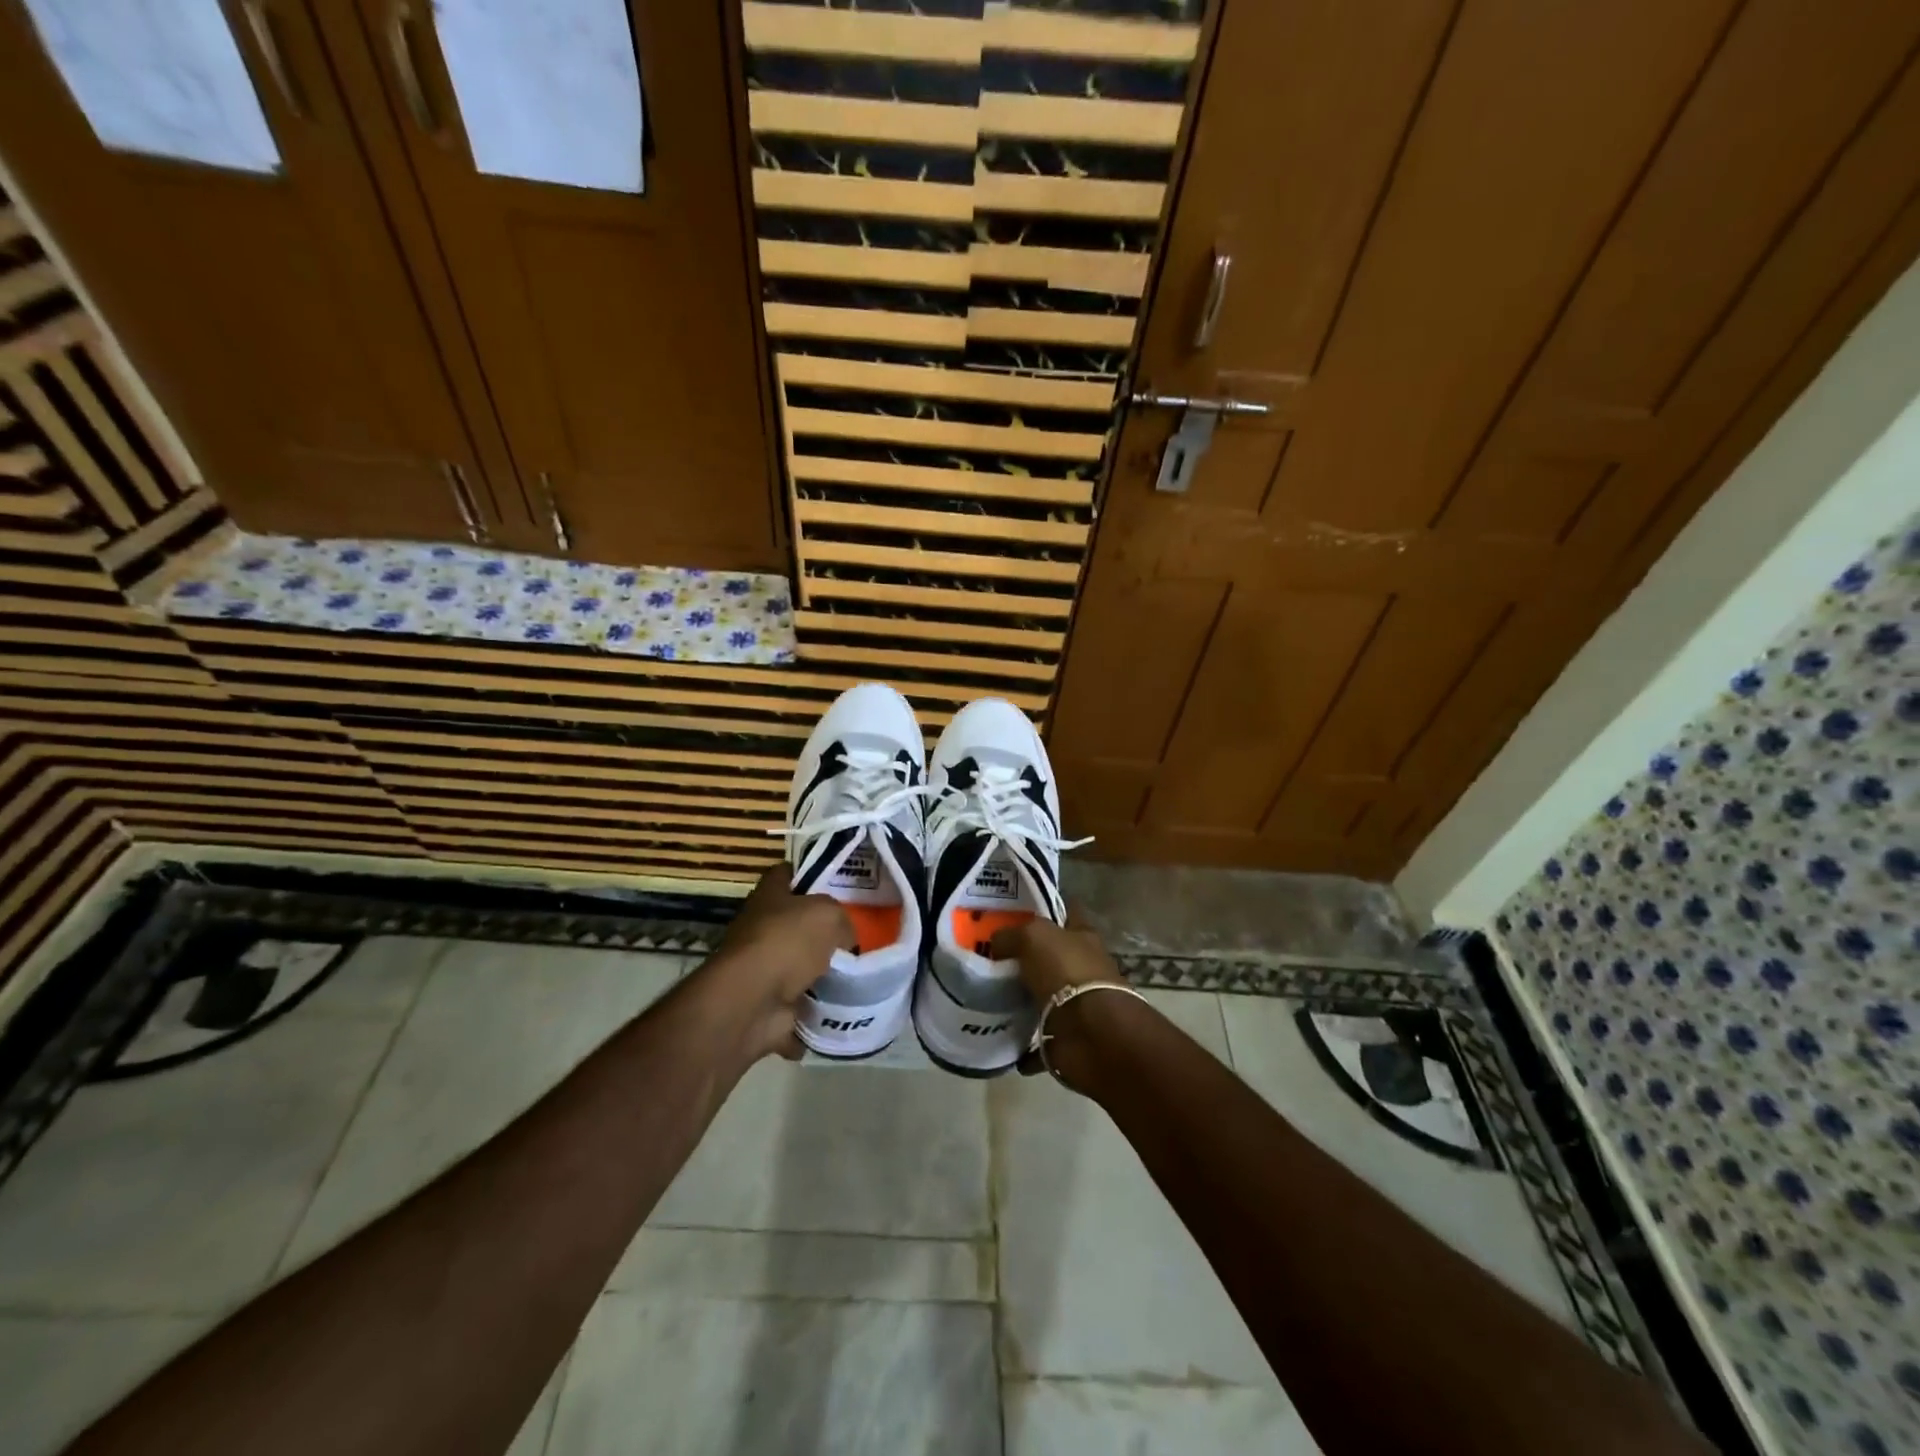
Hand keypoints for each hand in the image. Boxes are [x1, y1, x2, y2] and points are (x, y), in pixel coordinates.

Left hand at [705, 864, 853, 1062]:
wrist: (753, 1002)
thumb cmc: (787, 942)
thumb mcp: (828, 915)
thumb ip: (842, 920)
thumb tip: (845, 939)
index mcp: (769, 896)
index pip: (786, 873)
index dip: (809, 873)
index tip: (837, 882)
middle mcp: (762, 927)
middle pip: (797, 920)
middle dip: (824, 928)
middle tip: (857, 932)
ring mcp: (764, 965)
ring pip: (801, 961)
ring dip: (824, 969)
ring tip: (859, 970)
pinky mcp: (770, 1000)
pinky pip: (802, 999)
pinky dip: (819, 1004)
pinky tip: (845, 1001)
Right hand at [990, 916, 1134, 1086]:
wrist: (1093, 1034)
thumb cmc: (1067, 972)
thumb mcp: (1033, 937)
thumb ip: (1012, 934)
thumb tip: (996, 942)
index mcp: (1082, 937)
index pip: (1066, 912)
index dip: (1045, 908)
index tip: (1013, 911)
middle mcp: (1083, 968)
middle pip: (1052, 957)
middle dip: (1025, 957)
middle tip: (988, 956)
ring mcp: (1077, 1005)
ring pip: (1045, 998)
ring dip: (1023, 1001)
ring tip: (987, 998)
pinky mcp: (1068, 1040)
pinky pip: (1040, 1042)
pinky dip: (1024, 1046)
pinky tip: (999, 1039)